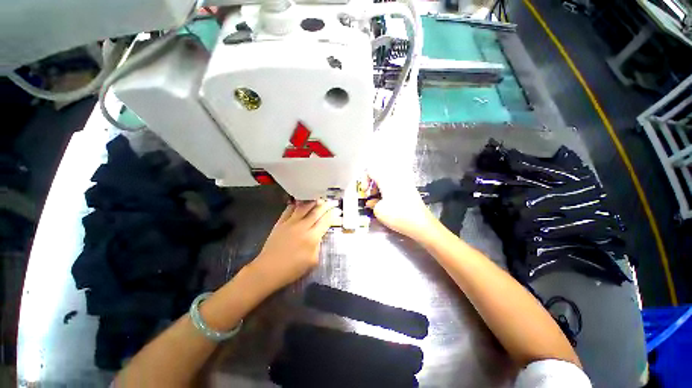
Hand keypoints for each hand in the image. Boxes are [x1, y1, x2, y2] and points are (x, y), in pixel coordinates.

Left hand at [250, 201, 340, 291]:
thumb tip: (319, 235)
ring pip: (304, 207)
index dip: (333, 214)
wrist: (268, 270)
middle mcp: (303, 226)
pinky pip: (289, 209)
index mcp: (312, 237)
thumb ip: (318, 245)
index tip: (338, 210)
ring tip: (319, 198)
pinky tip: (300, 202)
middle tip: (332, 201)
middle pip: (316, 211)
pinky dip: (296, 204)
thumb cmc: (292, 269)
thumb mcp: (313, 261)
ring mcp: (290, 223)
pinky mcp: (280, 223)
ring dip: (313, 201)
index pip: (325, 221)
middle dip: (326, 205)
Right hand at [365, 172, 436, 240]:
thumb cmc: (397, 215)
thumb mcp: (378, 210)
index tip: (365, 192)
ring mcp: (404, 182)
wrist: (421, 224)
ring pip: (387, 180)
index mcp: (386, 179)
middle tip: (371, 197)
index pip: (371, 170)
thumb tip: (372, 202)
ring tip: (379, 202)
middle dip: (373, 185)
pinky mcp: (409, 189)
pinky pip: (395, 185)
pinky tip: (388, 203)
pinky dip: (388, 192)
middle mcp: (396, 177)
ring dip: (380, 189)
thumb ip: (372, 203)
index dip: (364, 180)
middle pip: (379, 174)